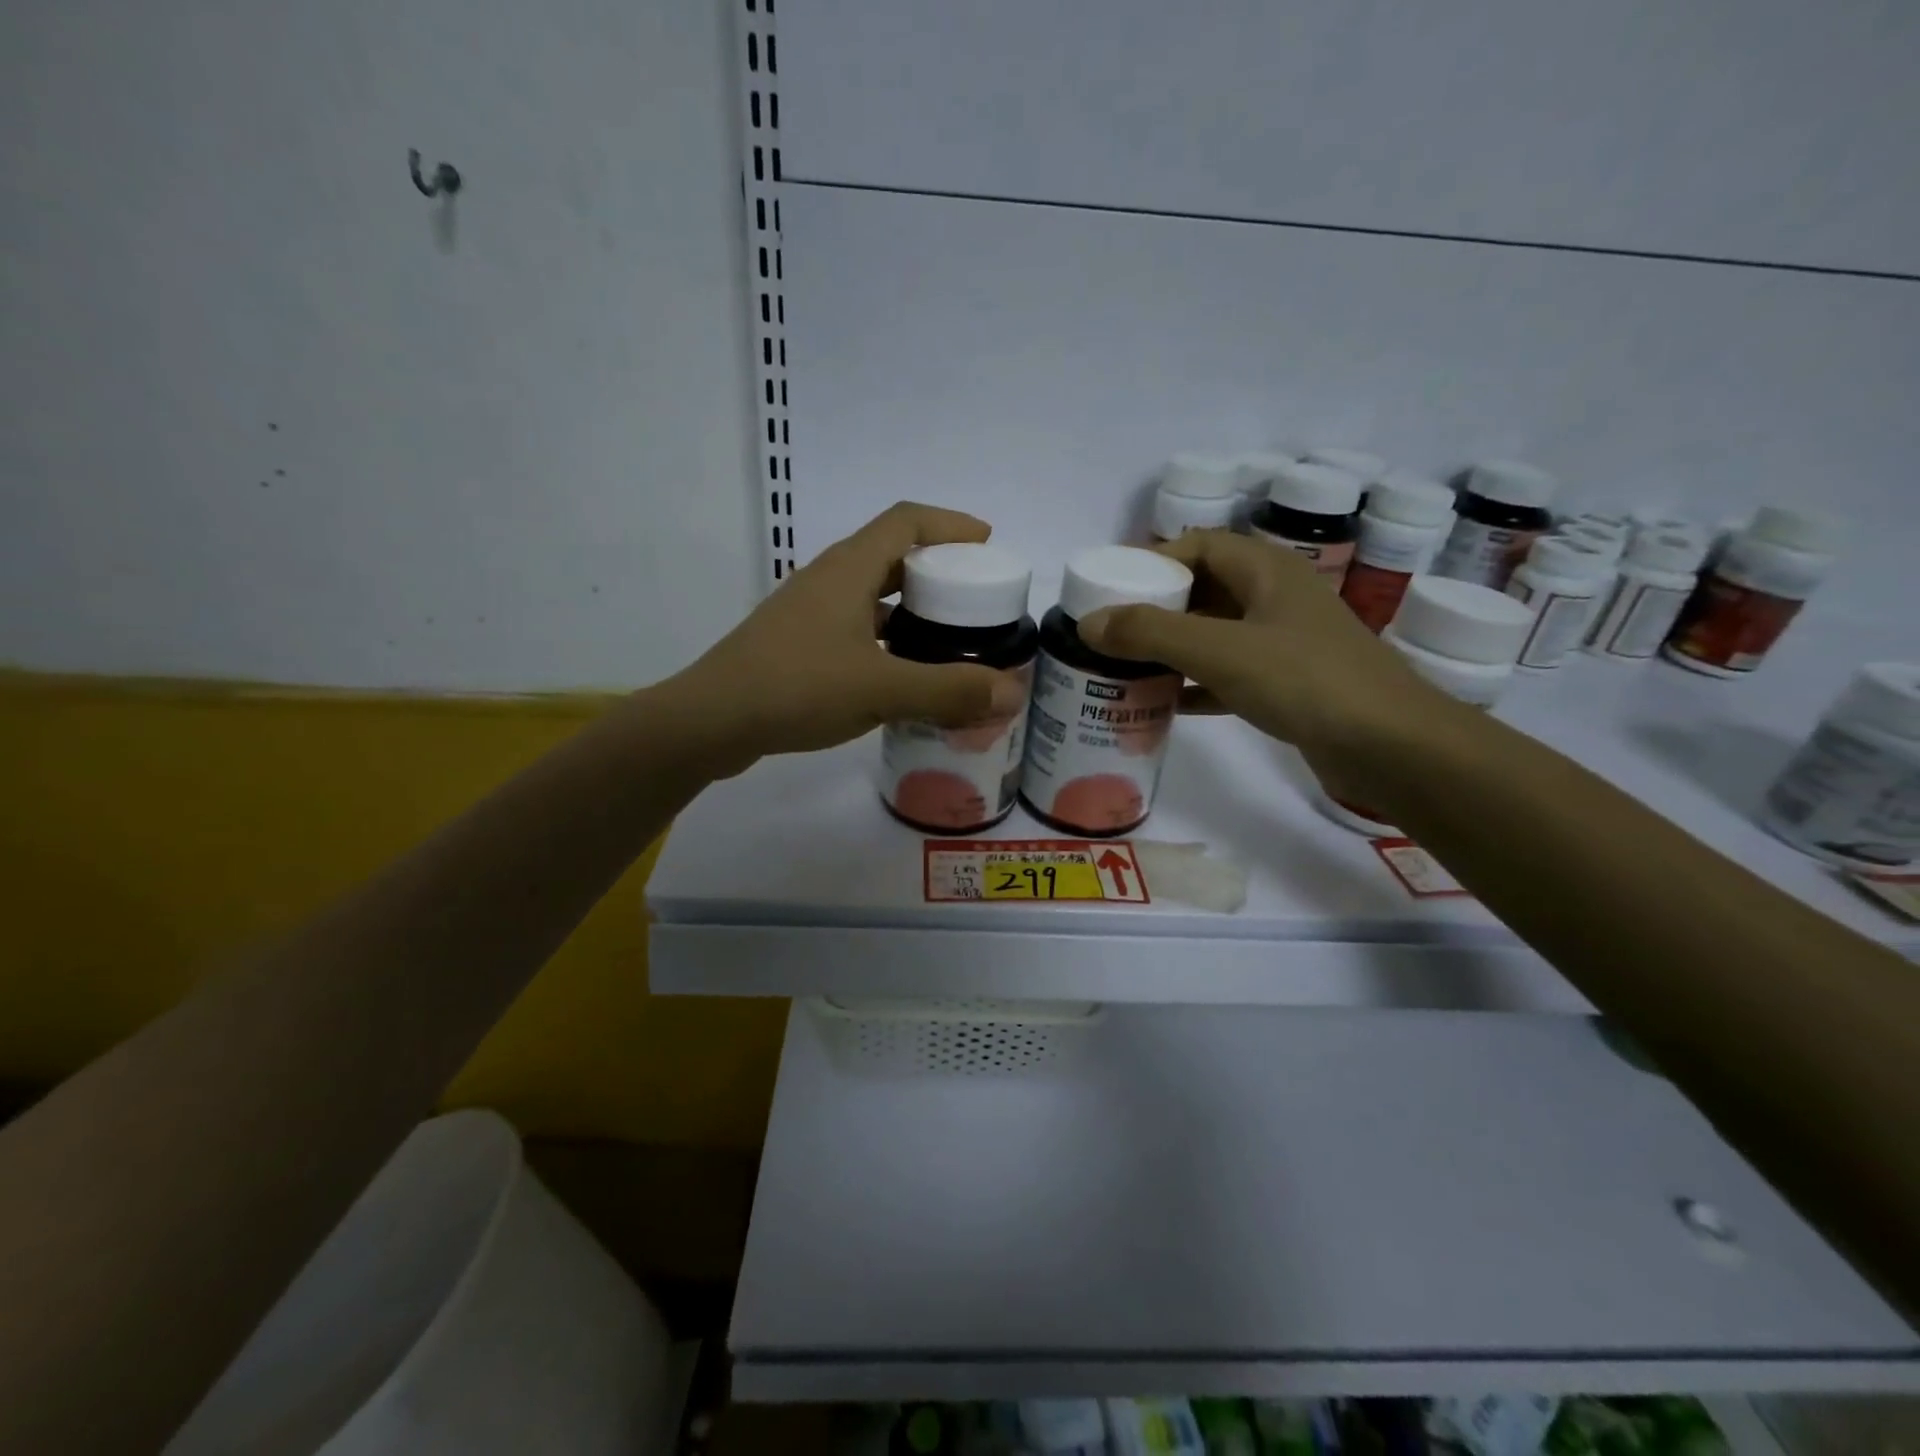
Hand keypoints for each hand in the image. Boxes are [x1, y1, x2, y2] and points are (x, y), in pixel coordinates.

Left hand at [664, 502, 1030, 772]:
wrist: (711, 721)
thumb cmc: (796, 688)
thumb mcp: (881, 689)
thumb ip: (948, 689)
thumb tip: (1012, 690)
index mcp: (849, 569)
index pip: (907, 521)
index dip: (951, 525)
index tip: (988, 545)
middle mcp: (829, 579)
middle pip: (892, 555)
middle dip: (939, 571)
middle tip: (975, 600)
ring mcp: (809, 612)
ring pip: (873, 595)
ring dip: (912, 608)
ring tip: (949, 638)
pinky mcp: (798, 643)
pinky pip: (856, 627)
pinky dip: (887, 639)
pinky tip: (902, 674)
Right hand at [1077, 530, 1442, 771]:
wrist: (1391, 746)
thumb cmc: (1305, 680)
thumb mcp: (1220, 650)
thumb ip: (1151, 633)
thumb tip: (1088, 623)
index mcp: (1266, 571)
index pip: (1199, 545)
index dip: (1153, 560)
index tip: (1112, 588)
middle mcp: (1275, 598)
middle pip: (1203, 589)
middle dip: (1156, 608)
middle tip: (1111, 631)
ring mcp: (1284, 643)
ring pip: (1214, 634)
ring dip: (1172, 648)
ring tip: (1126, 666)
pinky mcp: (1288, 685)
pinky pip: (1228, 674)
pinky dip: (1195, 684)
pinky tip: (1164, 704)